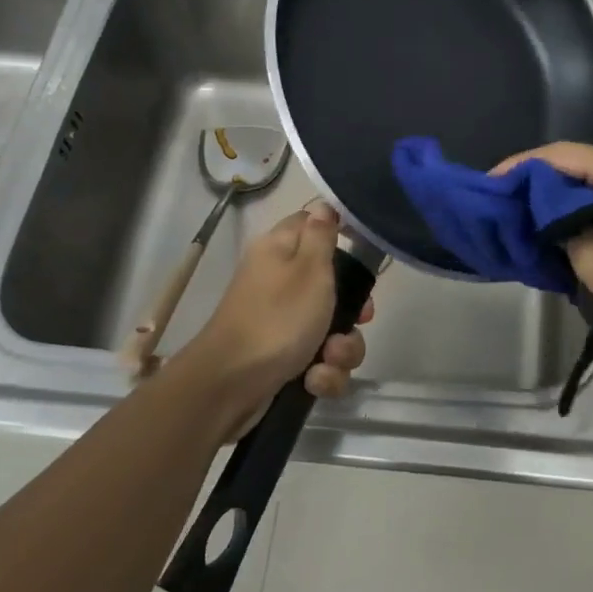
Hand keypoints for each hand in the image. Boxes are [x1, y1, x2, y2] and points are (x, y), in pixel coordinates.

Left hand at [176, 201, 372, 439]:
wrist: (229, 387)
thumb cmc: (276, 319)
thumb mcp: (309, 270)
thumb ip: (322, 235)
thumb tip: (325, 205)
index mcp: (280, 250)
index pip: (314, 226)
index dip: (342, 239)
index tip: (363, 257)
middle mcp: (280, 281)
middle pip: (333, 285)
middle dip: (352, 311)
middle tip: (358, 320)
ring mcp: (281, 322)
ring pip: (332, 328)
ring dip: (341, 349)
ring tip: (328, 359)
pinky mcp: (283, 358)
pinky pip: (318, 360)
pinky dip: (321, 372)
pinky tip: (313, 380)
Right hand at [494, 143, 592, 349]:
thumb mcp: (592, 256)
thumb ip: (555, 229)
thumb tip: (535, 217)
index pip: (557, 154)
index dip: (518, 167)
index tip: (487, 187)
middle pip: (569, 167)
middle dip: (531, 185)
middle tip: (498, 205)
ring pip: (582, 188)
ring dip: (550, 203)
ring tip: (516, 221)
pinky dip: (571, 217)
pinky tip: (550, 237)